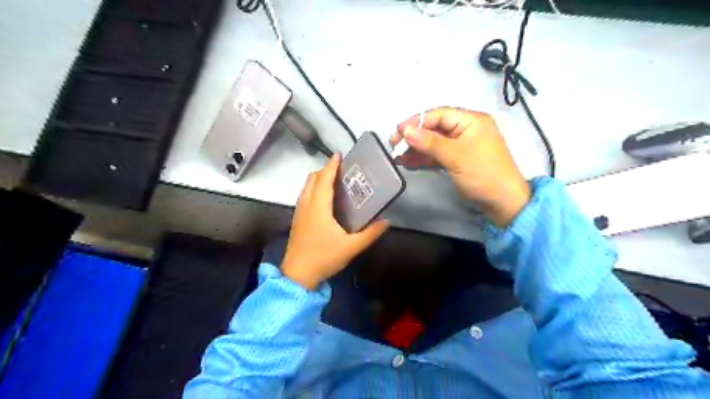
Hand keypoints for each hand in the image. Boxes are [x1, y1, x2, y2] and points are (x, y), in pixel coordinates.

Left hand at [281, 153, 386, 289]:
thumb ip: (370, 234)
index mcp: (319, 207)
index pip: (324, 179)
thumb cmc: (324, 257)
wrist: (298, 275)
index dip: (331, 165)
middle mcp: (306, 204)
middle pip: (312, 179)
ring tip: (333, 181)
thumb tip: (385, 222)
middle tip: (340, 170)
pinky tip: (324, 199)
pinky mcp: (297, 220)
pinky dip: (313, 189)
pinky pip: (304, 196)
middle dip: (324, 170)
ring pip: (306, 187)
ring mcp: (299, 212)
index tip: (339, 155)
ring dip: (318, 179)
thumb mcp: (351, 247)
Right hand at [391, 108, 529, 226]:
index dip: (417, 122)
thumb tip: (405, 130)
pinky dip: (425, 158)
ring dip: (417, 149)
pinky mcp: (459, 160)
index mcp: (471, 120)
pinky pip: (438, 155)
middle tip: (394, 145)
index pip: (438, 115)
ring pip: (434, 143)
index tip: (398, 132)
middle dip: (414, 137)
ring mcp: (462, 145)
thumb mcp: (455, 156)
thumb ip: (429, 142)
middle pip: (435, 128)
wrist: (503, 203)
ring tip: (399, 157)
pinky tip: (410, 163)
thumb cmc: (482, 174)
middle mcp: (466, 129)